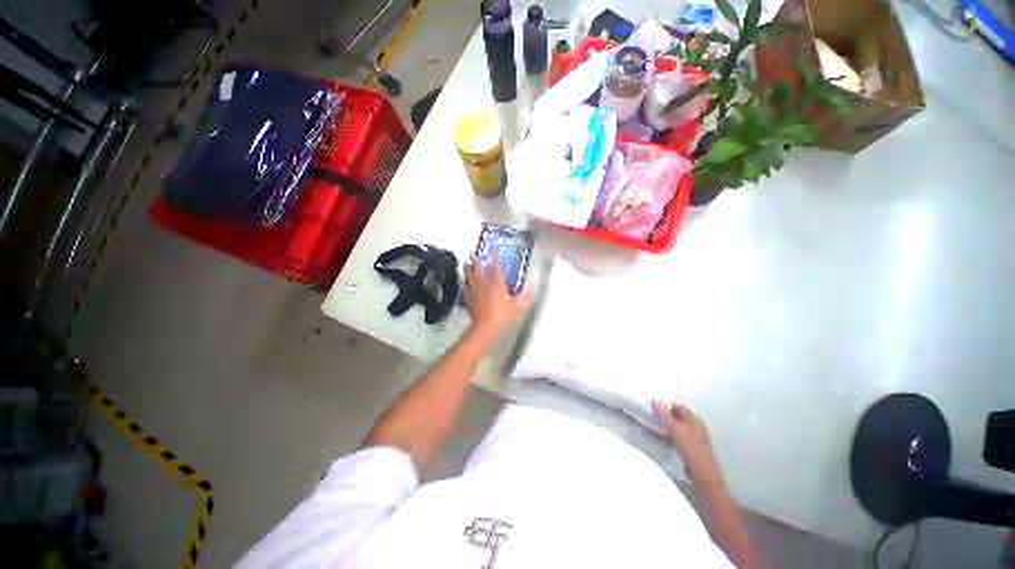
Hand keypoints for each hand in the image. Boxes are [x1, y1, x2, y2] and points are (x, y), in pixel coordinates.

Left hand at [463, 257, 533, 339]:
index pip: (496, 269)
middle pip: (478, 270)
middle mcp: (484, 285)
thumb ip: (525, 297)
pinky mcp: (469, 299)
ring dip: (467, 270)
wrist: (486, 327)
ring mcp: (475, 292)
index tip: (493, 252)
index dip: (495, 260)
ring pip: (469, 277)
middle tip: (472, 253)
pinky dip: (464, 283)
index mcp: (497, 285)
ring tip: (465, 264)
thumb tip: (532, 289)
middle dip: (476, 261)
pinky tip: (463, 282)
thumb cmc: (503, 316)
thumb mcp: (517, 307)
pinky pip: (465, 288)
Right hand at [653, 401, 723, 486]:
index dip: (666, 406)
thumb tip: (656, 399)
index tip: (654, 409)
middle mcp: (696, 426)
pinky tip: (662, 441)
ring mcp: (695, 438)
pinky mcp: (692, 448)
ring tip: (655, 429)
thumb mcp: (675, 428)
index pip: (678, 406)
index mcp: (694, 418)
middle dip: (665, 417)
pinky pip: (678, 438)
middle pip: (678, 417)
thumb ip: (665, 414)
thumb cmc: (689, 446)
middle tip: (652, 419)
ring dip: (667, 428)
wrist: (702, 473)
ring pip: (677, 428)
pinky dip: (670, 437)